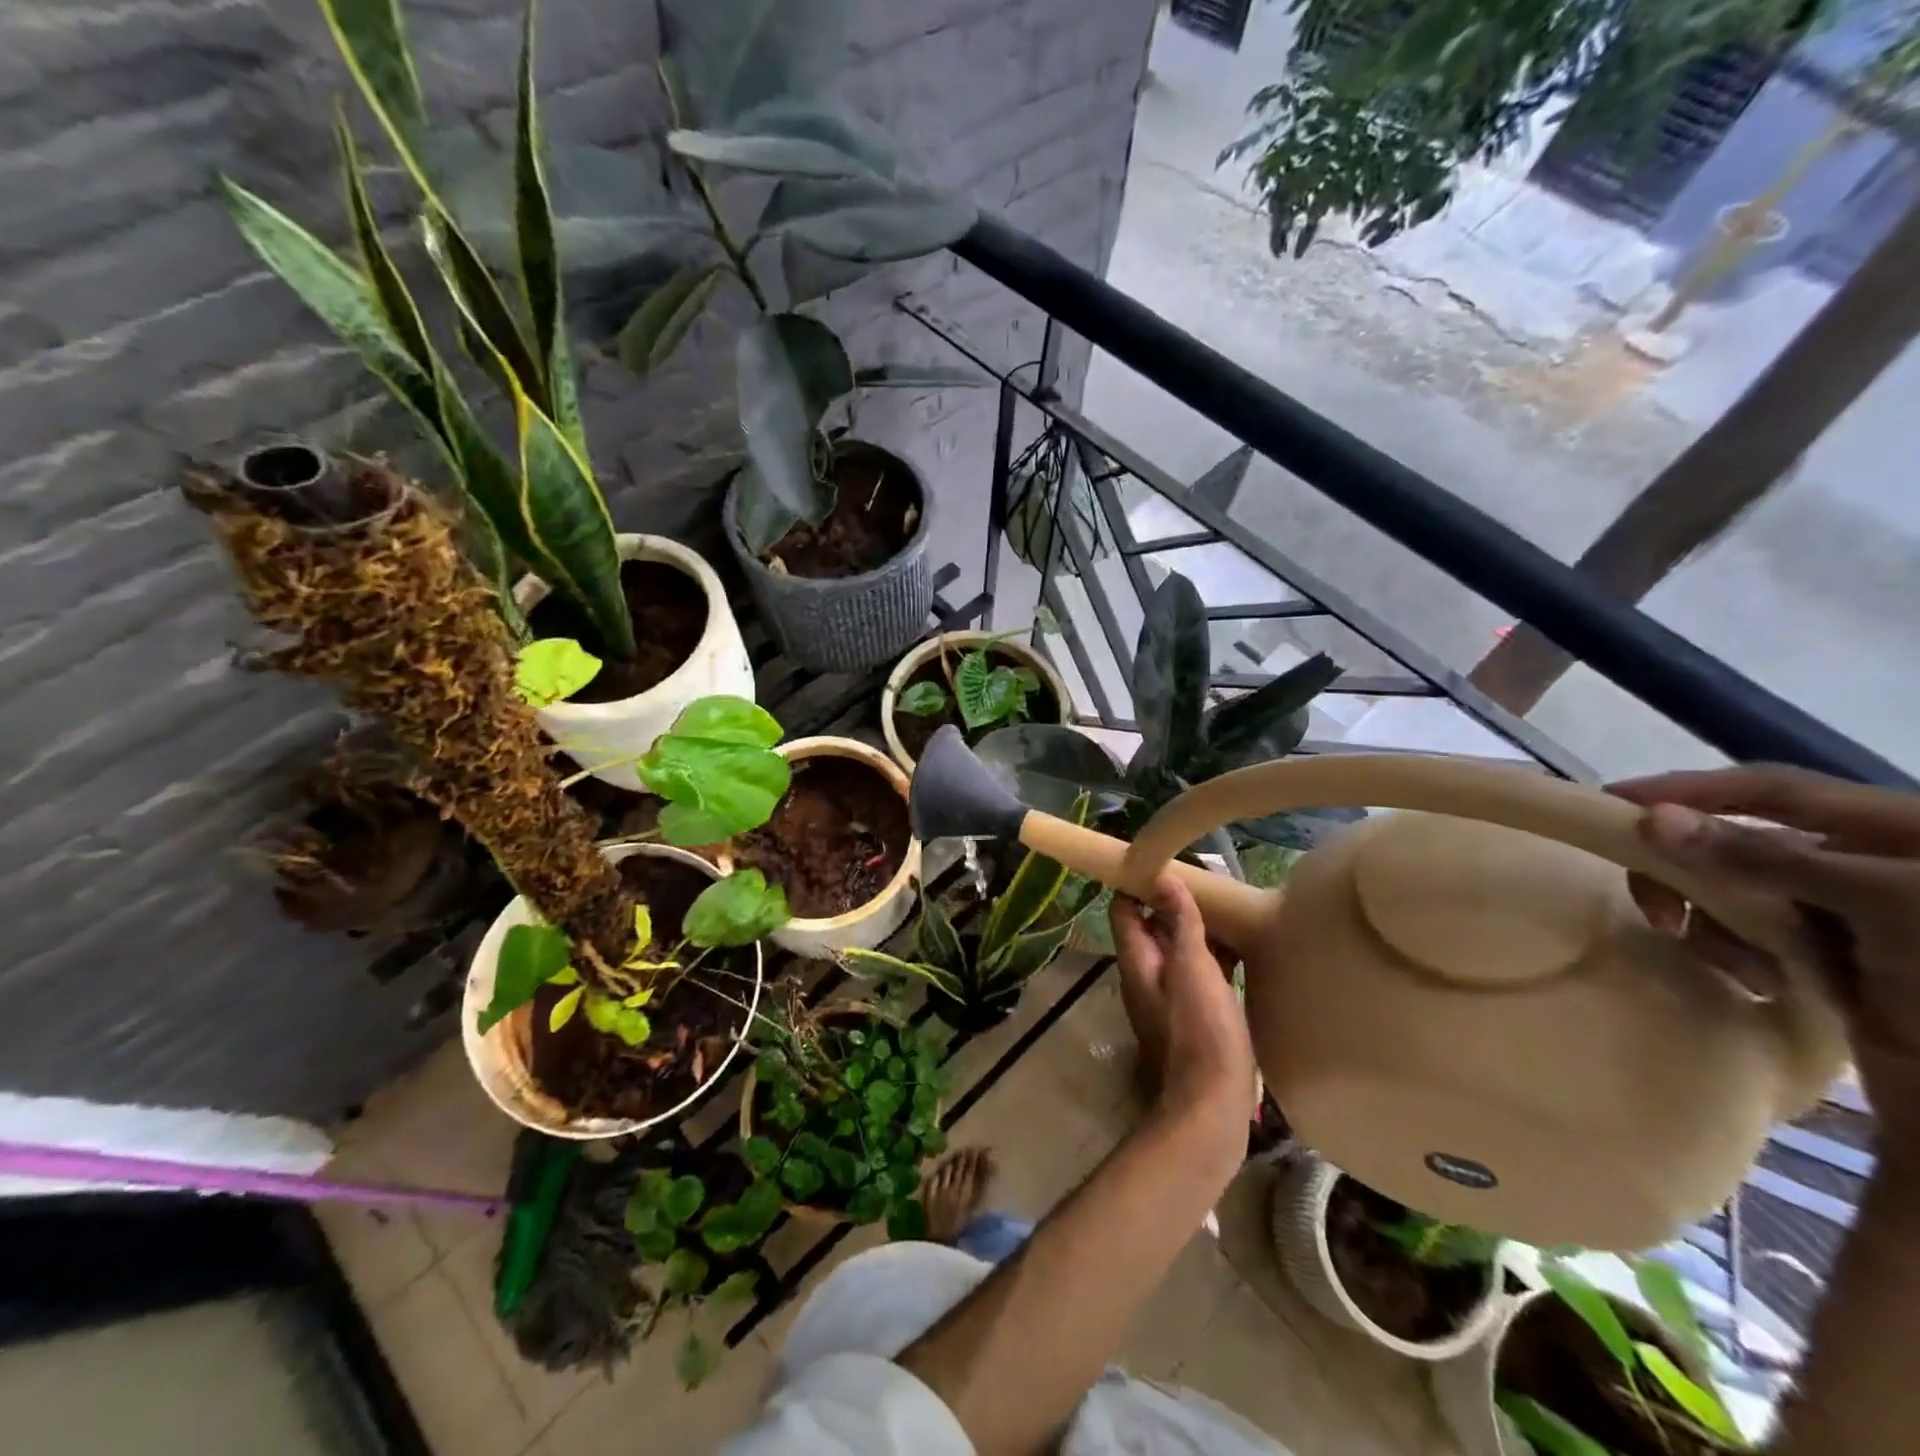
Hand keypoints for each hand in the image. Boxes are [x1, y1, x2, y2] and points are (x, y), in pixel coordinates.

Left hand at [1111, 872, 1255, 1147]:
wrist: (1213, 1105)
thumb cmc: (1201, 1030)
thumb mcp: (1192, 967)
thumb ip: (1179, 922)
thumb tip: (1162, 877)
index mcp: (1136, 960)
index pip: (1124, 908)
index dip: (1136, 882)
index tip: (1164, 860)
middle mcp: (1147, 974)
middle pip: (1153, 926)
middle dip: (1175, 902)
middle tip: (1209, 880)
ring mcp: (1171, 996)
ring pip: (1180, 949)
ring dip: (1198, 928)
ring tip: (1231, 904)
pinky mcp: (1196, 1015)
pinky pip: (1200, 973)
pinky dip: (1214, 956)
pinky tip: (1244, 947)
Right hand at [1610, 766, 1919, 1159]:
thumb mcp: (1882, 905)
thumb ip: (1766, 857)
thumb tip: (1652, 819)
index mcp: (1895, 831)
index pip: (1770, 788)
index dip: (1688, 789)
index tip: (1611, 804)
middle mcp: (1866, 863)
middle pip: (1739, 842)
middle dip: (1692, 874)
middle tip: (1658, 911)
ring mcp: (1848, 915)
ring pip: (1736, 893)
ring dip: (1716, 926)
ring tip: (1740, 970)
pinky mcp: (1833, 960)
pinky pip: (1752, 936)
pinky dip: (1738, 954)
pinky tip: (1763, 985)